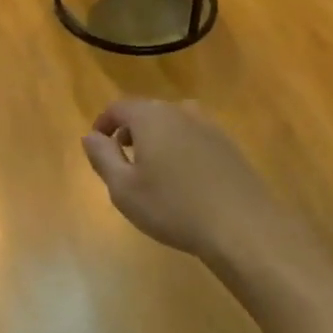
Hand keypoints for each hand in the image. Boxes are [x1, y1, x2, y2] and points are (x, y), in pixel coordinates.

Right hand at [80, 99, 294, 263]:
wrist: (242, 225)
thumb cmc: (173, 207)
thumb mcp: (124, 188)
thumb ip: (102, 157)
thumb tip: (90, 136)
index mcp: (151, 116)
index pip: (119, 107)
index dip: (104, 123)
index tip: (97, 144)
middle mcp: (181, 111)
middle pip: (147, 112)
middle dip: (130, 131)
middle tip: (121, 159)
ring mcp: (209, 126)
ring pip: (173, 123)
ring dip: (157, 139)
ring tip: (151, 169)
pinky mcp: (229, 145)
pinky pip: (194, 137)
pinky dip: (180, 149)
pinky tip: (183, 179)